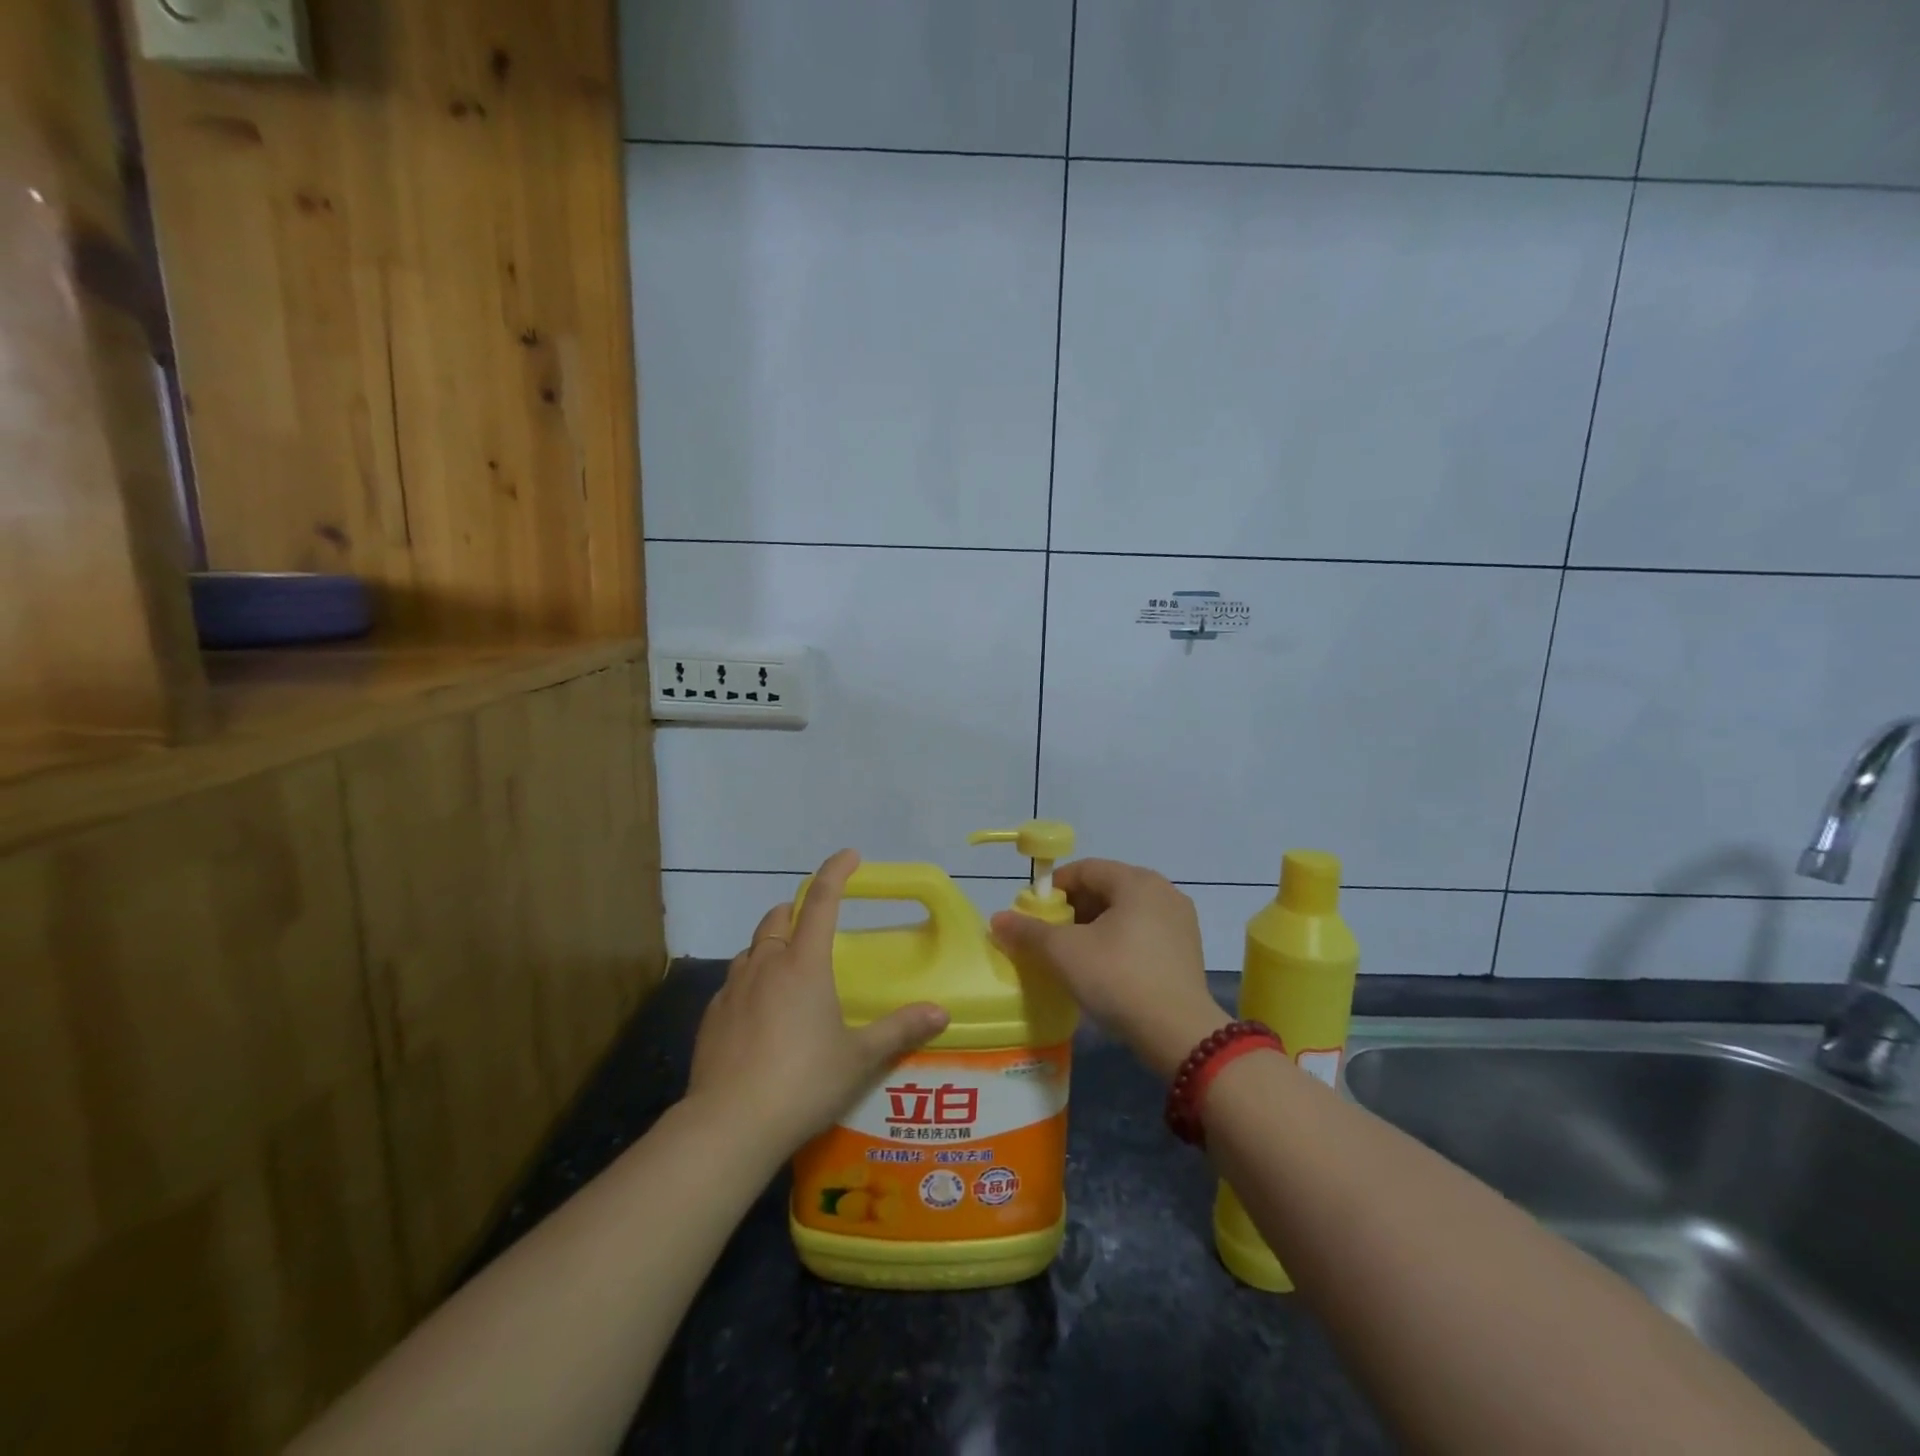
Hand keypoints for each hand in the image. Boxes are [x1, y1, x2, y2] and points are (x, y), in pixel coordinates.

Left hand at [687, 849, 948, 1157]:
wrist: (729, 1125)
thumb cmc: (803, 1082)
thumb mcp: (859, 1058)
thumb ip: (899, 1030)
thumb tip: (941, 1012)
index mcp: (804, 964)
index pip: (821, 901)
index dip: (836, 872)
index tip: (850, 856)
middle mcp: (766, 965)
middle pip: (779, 918)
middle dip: (798, 910)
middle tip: (817, 926)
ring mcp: (732, 988)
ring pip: (752, 948)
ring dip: (772, 945)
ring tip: (789, 970)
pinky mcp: (712, 1016)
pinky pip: (734, 981)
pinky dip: (751, 979)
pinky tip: (759, 1011)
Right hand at [991, 859, 1227, 1080]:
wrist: (1180, 1034)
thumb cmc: (1118, 978)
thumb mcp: (1064, 953)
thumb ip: (1029, 932)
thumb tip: (997, 919)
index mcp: (1137, 881)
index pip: (1084, 869)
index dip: (1053, 889)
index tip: (1032, 915)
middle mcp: (1163, 891)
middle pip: (1105, 889)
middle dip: (1072, 910)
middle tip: (1049, 938)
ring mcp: (1180, 921)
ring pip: (1124, 913)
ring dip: (1094, 927)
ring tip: (1072, 956)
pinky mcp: (1187, 950)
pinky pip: (1143, 933)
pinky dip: (1118, 942)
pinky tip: (1104, 969)